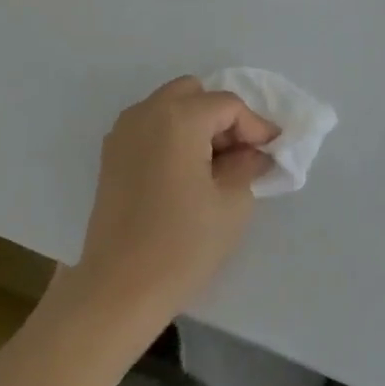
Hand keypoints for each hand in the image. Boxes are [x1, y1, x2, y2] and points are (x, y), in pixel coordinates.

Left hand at [72, 76, 276, 328]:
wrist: (117, 291)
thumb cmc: (181, 245)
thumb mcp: (232, 204)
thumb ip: (248, 165)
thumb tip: (254, 152)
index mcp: (178, 118)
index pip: (228, 105)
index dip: (256, 126)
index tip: (274, 151)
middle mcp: (146, 113)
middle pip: (195, 94)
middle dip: (222, 117)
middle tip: (241, 153)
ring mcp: (123, 133)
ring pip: (170, 106)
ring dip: (197, 124)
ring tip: (215, 165)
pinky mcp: (111, 156)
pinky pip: (151, 127)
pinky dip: (173, 136)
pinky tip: (187, 172)